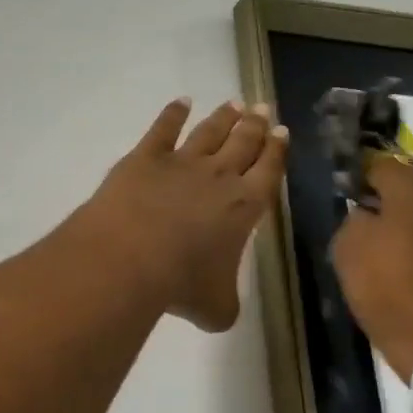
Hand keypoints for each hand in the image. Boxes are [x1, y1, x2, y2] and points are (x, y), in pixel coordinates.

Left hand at [73, 98, 289, 331]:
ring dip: (223, 117)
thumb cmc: (180, 285)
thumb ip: (224, 304)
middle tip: (263, 108)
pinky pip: (163, 129)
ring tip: (234, 104)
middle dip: (255, 125)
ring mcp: (181, 162)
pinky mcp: (145, 157)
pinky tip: (180, 102)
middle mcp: (218, 176)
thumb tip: (219, 309)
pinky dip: (172, 113)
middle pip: (243, 143)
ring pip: (209, 132)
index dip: (276, 151)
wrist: (130, 258)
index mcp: (244, 207)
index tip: (282, 131)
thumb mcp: (215, 308)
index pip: (268, 171)